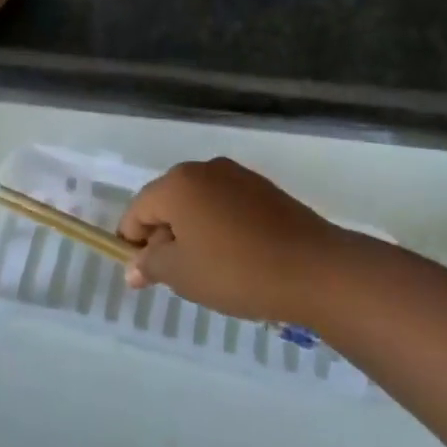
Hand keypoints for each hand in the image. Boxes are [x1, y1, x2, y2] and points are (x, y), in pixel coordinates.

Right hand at [118, 158, 348, 326]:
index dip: (133, 243)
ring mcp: (238, 176)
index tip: (144, 276)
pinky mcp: (264, 189)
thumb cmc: (236, 271)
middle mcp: (204, 169)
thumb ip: (151, 264)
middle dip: (164, 237)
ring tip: (208, 271)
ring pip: (198, 204)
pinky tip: (235, 258)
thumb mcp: (182, 274)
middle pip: (167, 202)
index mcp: (178, 183)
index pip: (138, 210)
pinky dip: (219, 228)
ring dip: (192, 233)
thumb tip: (133, 266)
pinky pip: (226, 205)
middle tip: (176, 277)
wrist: (314, 268)